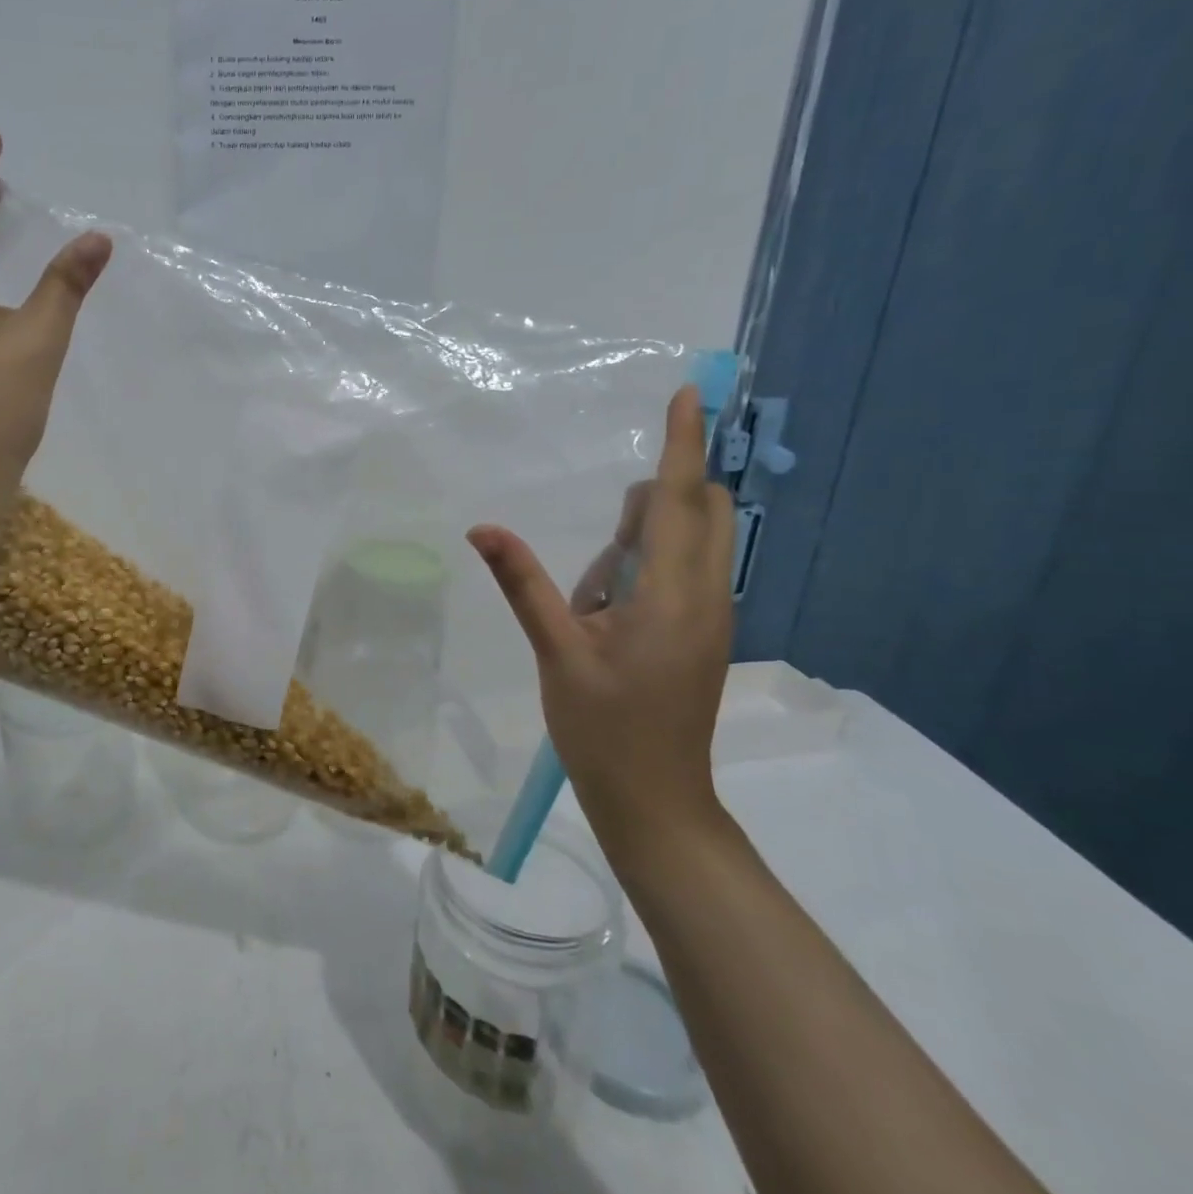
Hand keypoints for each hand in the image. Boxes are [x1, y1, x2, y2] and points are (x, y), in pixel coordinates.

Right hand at [468, 386, 734, 852]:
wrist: (656, 801)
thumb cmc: (604, 729)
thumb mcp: (556, 652)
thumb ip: (523, 583)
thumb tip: (482, 528)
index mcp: (674, 595)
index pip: (680, 499)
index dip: (683, 442)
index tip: (690, 392)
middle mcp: (707, 594)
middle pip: (702, 509)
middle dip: (653, 499)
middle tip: (597, 558)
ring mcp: (712, 614)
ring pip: (693, 540)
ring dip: (643, 542)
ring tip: (592, 607)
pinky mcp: (704, 630)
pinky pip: (684, 570)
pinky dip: (647, 568)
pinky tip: (605, 616)